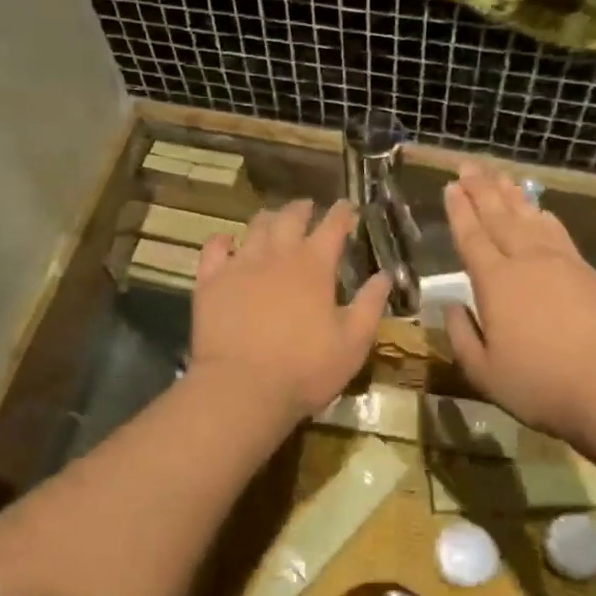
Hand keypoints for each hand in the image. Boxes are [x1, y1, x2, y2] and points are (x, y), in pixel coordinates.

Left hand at [190, 199, 390, 423]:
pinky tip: (227, 240)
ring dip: (268, 219)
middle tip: (308, 208)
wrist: (242, 388)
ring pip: (254, 227)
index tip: (348, 207)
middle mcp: (277, 255)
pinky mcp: (210, 281)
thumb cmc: (305, 369)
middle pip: (290, 218)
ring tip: (273, 220)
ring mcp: (240, 265)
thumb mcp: (353, 343)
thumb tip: (385, 274)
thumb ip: (370, 305)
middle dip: (302, 209)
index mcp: (314, 266)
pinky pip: (214, 248)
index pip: (333, 226)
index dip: (342, 213)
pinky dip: (223, 239)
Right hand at [442, 164, 595, 440]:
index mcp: (495, 283)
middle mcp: (527, 262)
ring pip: (531, 219)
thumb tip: (451, 307)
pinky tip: (541, 211)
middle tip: (470, 166)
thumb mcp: (484, 372)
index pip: (471, 238)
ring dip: (513, 196)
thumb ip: (462, 336)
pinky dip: (545, 217)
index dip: (459, 211)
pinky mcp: (591, 274)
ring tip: (501, 177)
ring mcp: (563, 264)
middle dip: (482, 190)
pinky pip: (559, 234)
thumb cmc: (540, 384)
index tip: (450, 186)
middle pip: (500, 217)